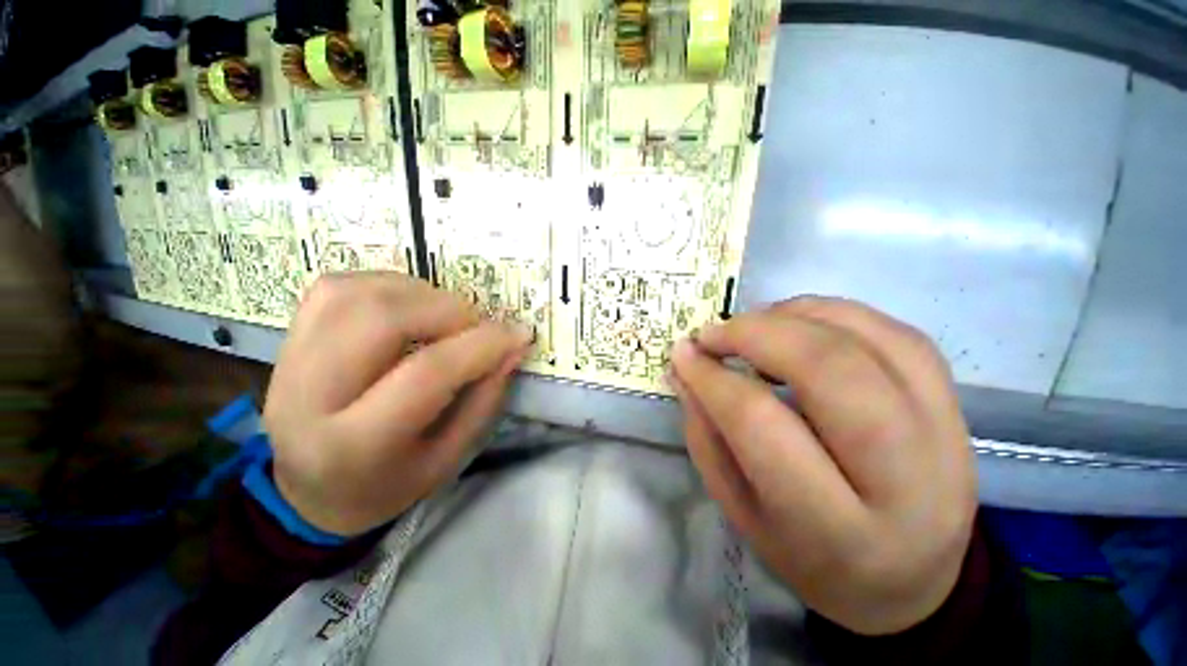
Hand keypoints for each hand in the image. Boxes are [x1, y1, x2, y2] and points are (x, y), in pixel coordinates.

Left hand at [263, 273, 532, 536]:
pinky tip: (410, 307)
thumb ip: (484, 398)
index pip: (426, 373)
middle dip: (447, 311)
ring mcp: (288, 359)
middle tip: (475, 327)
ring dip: (418, 293)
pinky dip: (387, 286)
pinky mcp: (288, 337)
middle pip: (381, 320)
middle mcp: (308, 396)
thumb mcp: (449, 457)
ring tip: (445, 316)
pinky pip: (338, 287)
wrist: (310, 491)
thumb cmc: (389, 483)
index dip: (482, 345)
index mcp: (354, 445)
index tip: (518, 333)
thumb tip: (513, 345)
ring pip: (355, 293)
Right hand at [669, 297, 976, 635]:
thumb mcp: (740, 510)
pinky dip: (834, 314)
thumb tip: (684, 367)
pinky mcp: (958, 405)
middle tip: (712, 334)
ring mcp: (945, 435)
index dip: (712, 378)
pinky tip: (798, 324)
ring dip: (792, 317)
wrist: (911, 581)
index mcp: (836, 529)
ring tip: (750, 327)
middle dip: (754, 334)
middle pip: (827, 368)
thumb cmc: (810, 556)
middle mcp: (906, 479)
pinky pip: (897, 334)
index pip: (760, 422)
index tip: (683, 355)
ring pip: (866, 339)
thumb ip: (706, 435)